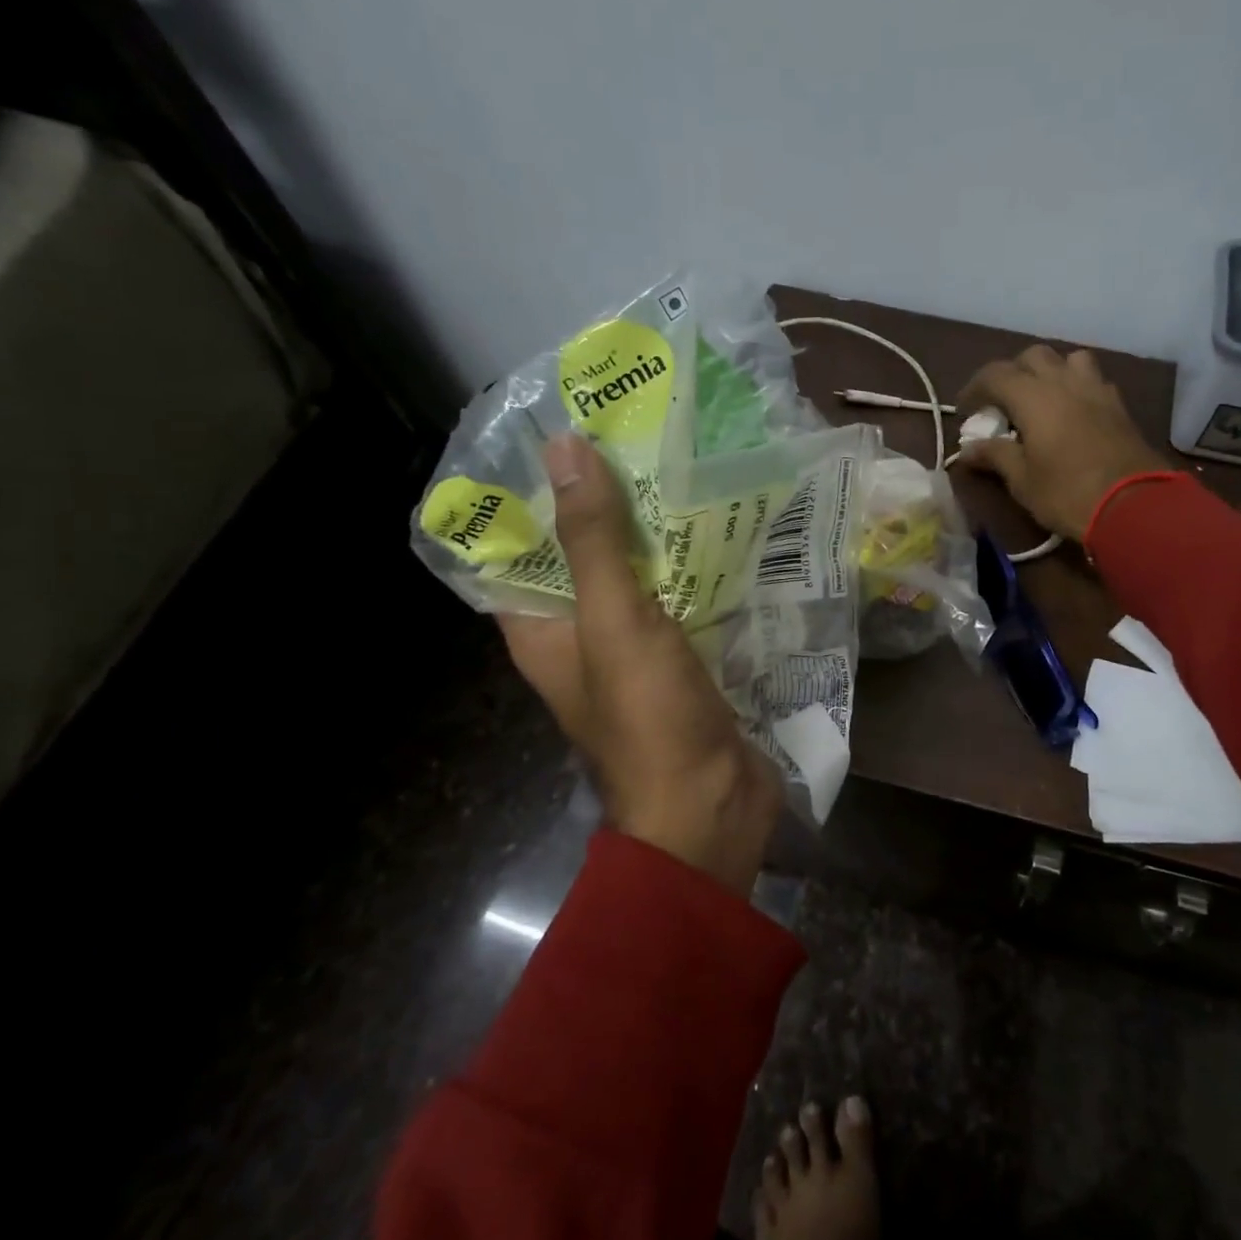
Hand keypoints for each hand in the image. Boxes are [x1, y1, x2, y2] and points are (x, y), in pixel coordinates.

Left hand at [498, 433, 782, 896]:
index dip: (530, 493)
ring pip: (638, 574)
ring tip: (686, 465)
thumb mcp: (614, 622)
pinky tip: (724, 526)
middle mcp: (582, 635)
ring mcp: (636, 648)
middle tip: (638, 438)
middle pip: (583, 555)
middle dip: (606, 502)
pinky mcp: (684, 657)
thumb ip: (593, 540)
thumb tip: (565, 448)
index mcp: (541, 629)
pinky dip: (694, 566)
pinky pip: (681, 598)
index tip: (561, 434)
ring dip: (656, 532)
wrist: (711, 805)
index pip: (516, 548)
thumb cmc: (648, 719)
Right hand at [956, 345, 1171, 540]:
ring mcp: (1096, 390)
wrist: (1133, 505)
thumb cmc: (1067, 493)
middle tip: (1003, 403)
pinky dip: (1076, 387)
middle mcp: (1064, 382)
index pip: (995, 374)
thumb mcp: (1022, 480)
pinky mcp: (1119, 406)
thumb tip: (967, 449)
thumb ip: (995, 456)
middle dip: (1013, 373)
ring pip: (1069, 359)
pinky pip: (1093, 380)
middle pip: (1033, 356)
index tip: (965, 410)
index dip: (975, 388)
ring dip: (1051, 372)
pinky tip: (1073, 412)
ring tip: (1042, 399)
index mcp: (1033, 396)